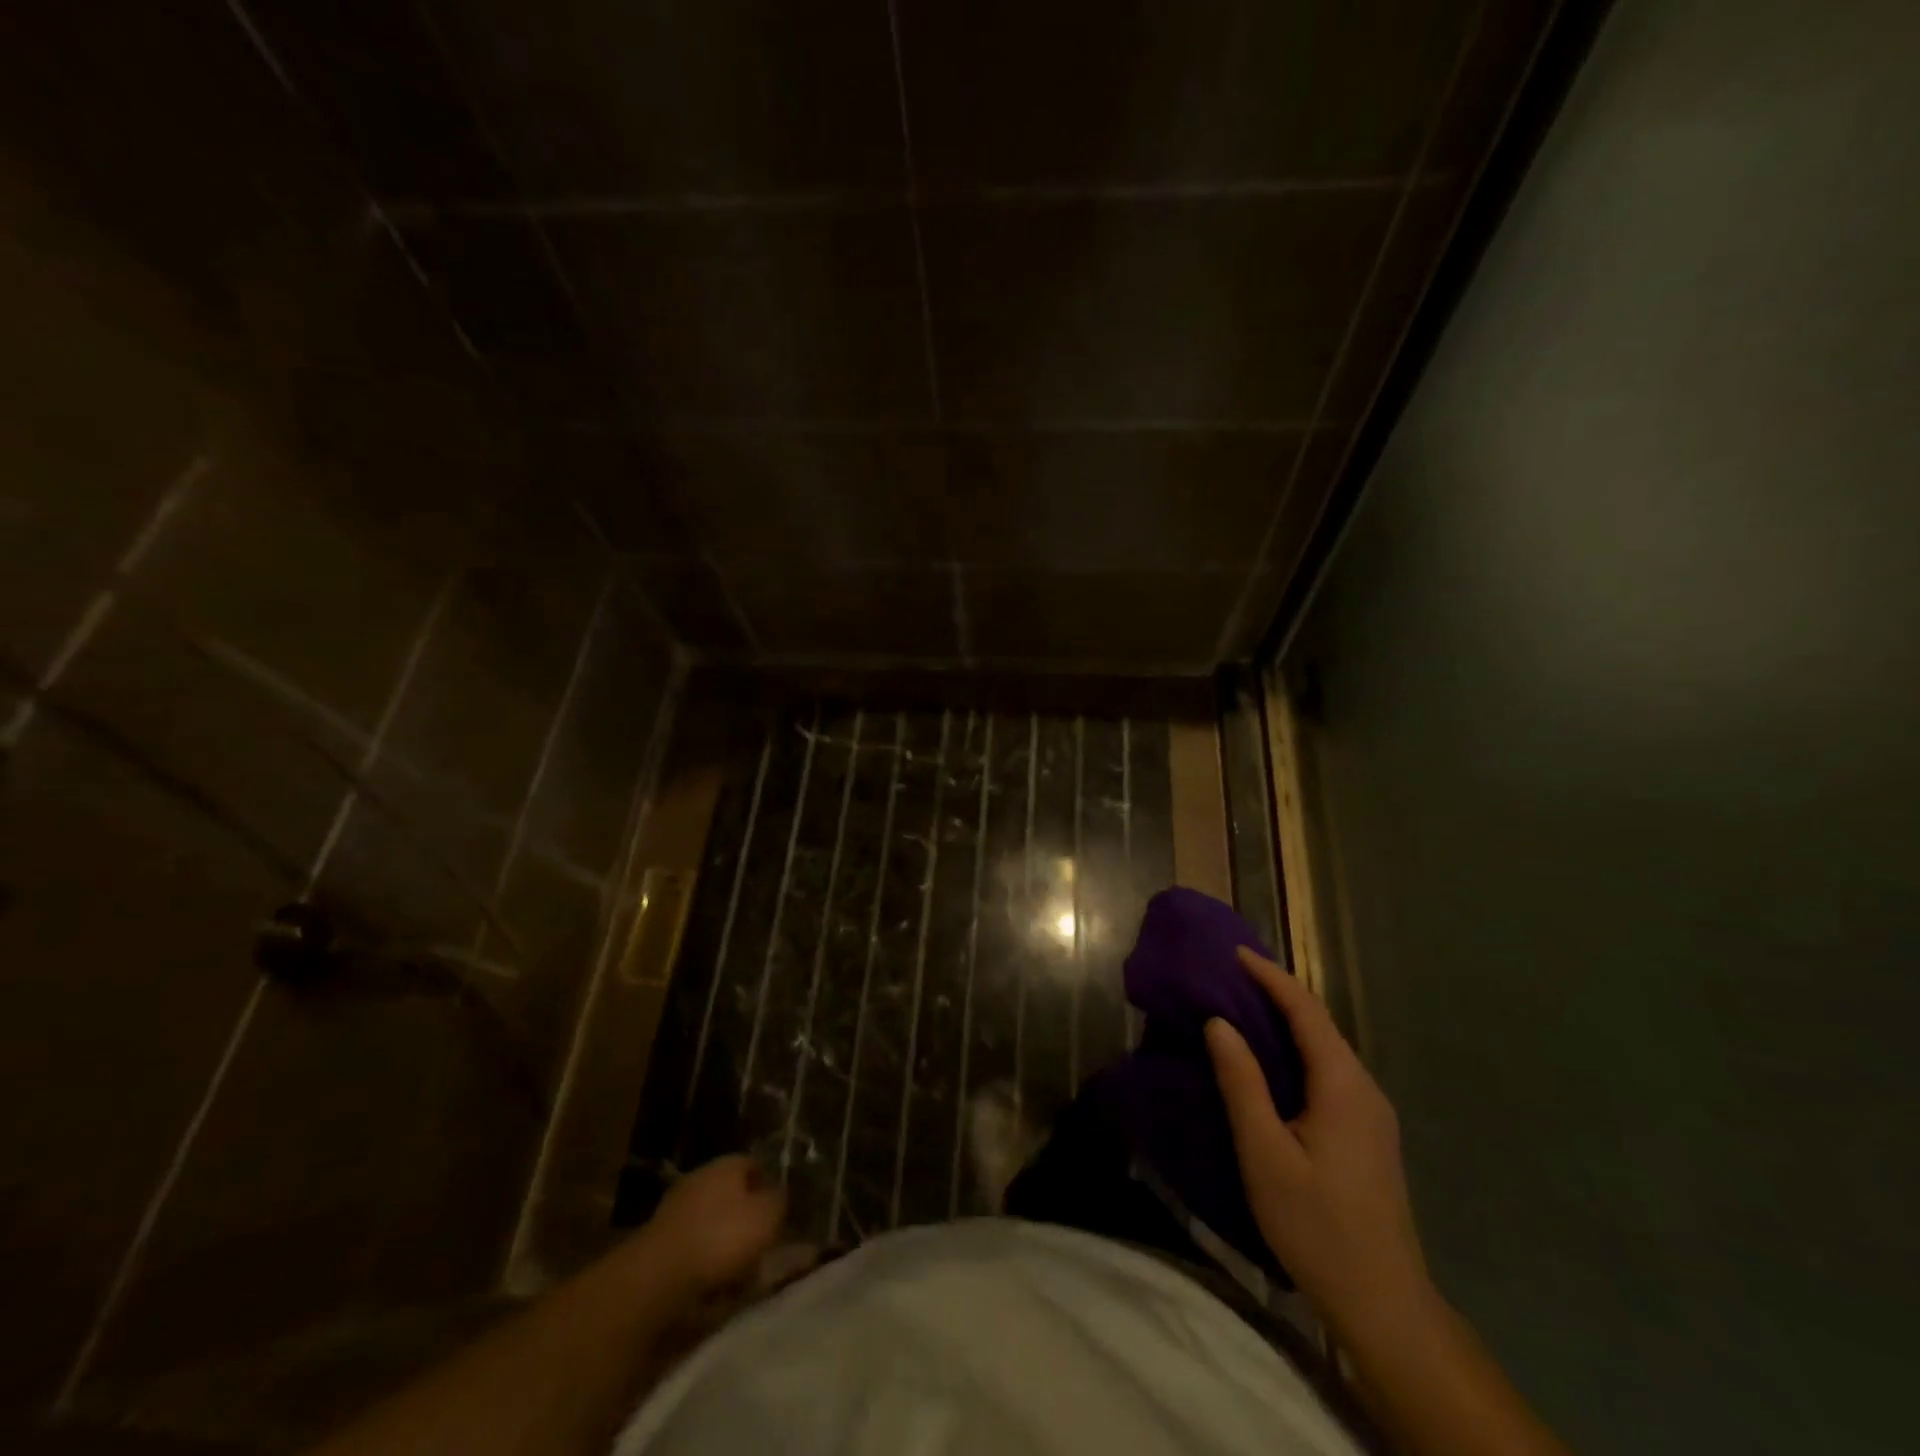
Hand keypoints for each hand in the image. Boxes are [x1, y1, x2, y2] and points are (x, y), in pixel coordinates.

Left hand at [642, 1155, 785, 1295]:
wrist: (658, 1278)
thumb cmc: (721, 1237)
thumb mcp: (767, 1216)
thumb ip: (779, 1202)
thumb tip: (778, 1197)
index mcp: (725, 1165)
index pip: (754, 1165)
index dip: (769, 1186)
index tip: (781, 1211)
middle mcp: (699, 1180)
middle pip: (732, 1196)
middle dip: (748, 1219)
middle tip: (765, 1245)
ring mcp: (676, 1212)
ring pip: (713, 1225)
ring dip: (727, 1246)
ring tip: (744, 1275)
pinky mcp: (660, 1245)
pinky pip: (695, 1251)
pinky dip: (706, 1266)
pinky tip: (717, 1289)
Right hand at [1205, 947, 1432, 1341]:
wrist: (1383, 1303)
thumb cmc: (1317, 1224)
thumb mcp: (1265, 1152)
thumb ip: (1242, 1082)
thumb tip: (1219, 1022)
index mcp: (1343, 1084)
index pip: (1306, 1011)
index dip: (1270, 977)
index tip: (1234, 952)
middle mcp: (1364, 1088)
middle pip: (1319, 1024)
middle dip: (1277, 993)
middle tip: (1231, 975)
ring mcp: (1371, 1113)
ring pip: (1325, 1049)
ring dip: (1286, 1022)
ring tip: (1242, 1007)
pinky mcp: (1367, 1134)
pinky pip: (1328, 1072)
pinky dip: (1296, 1050)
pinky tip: (1270, 1062)